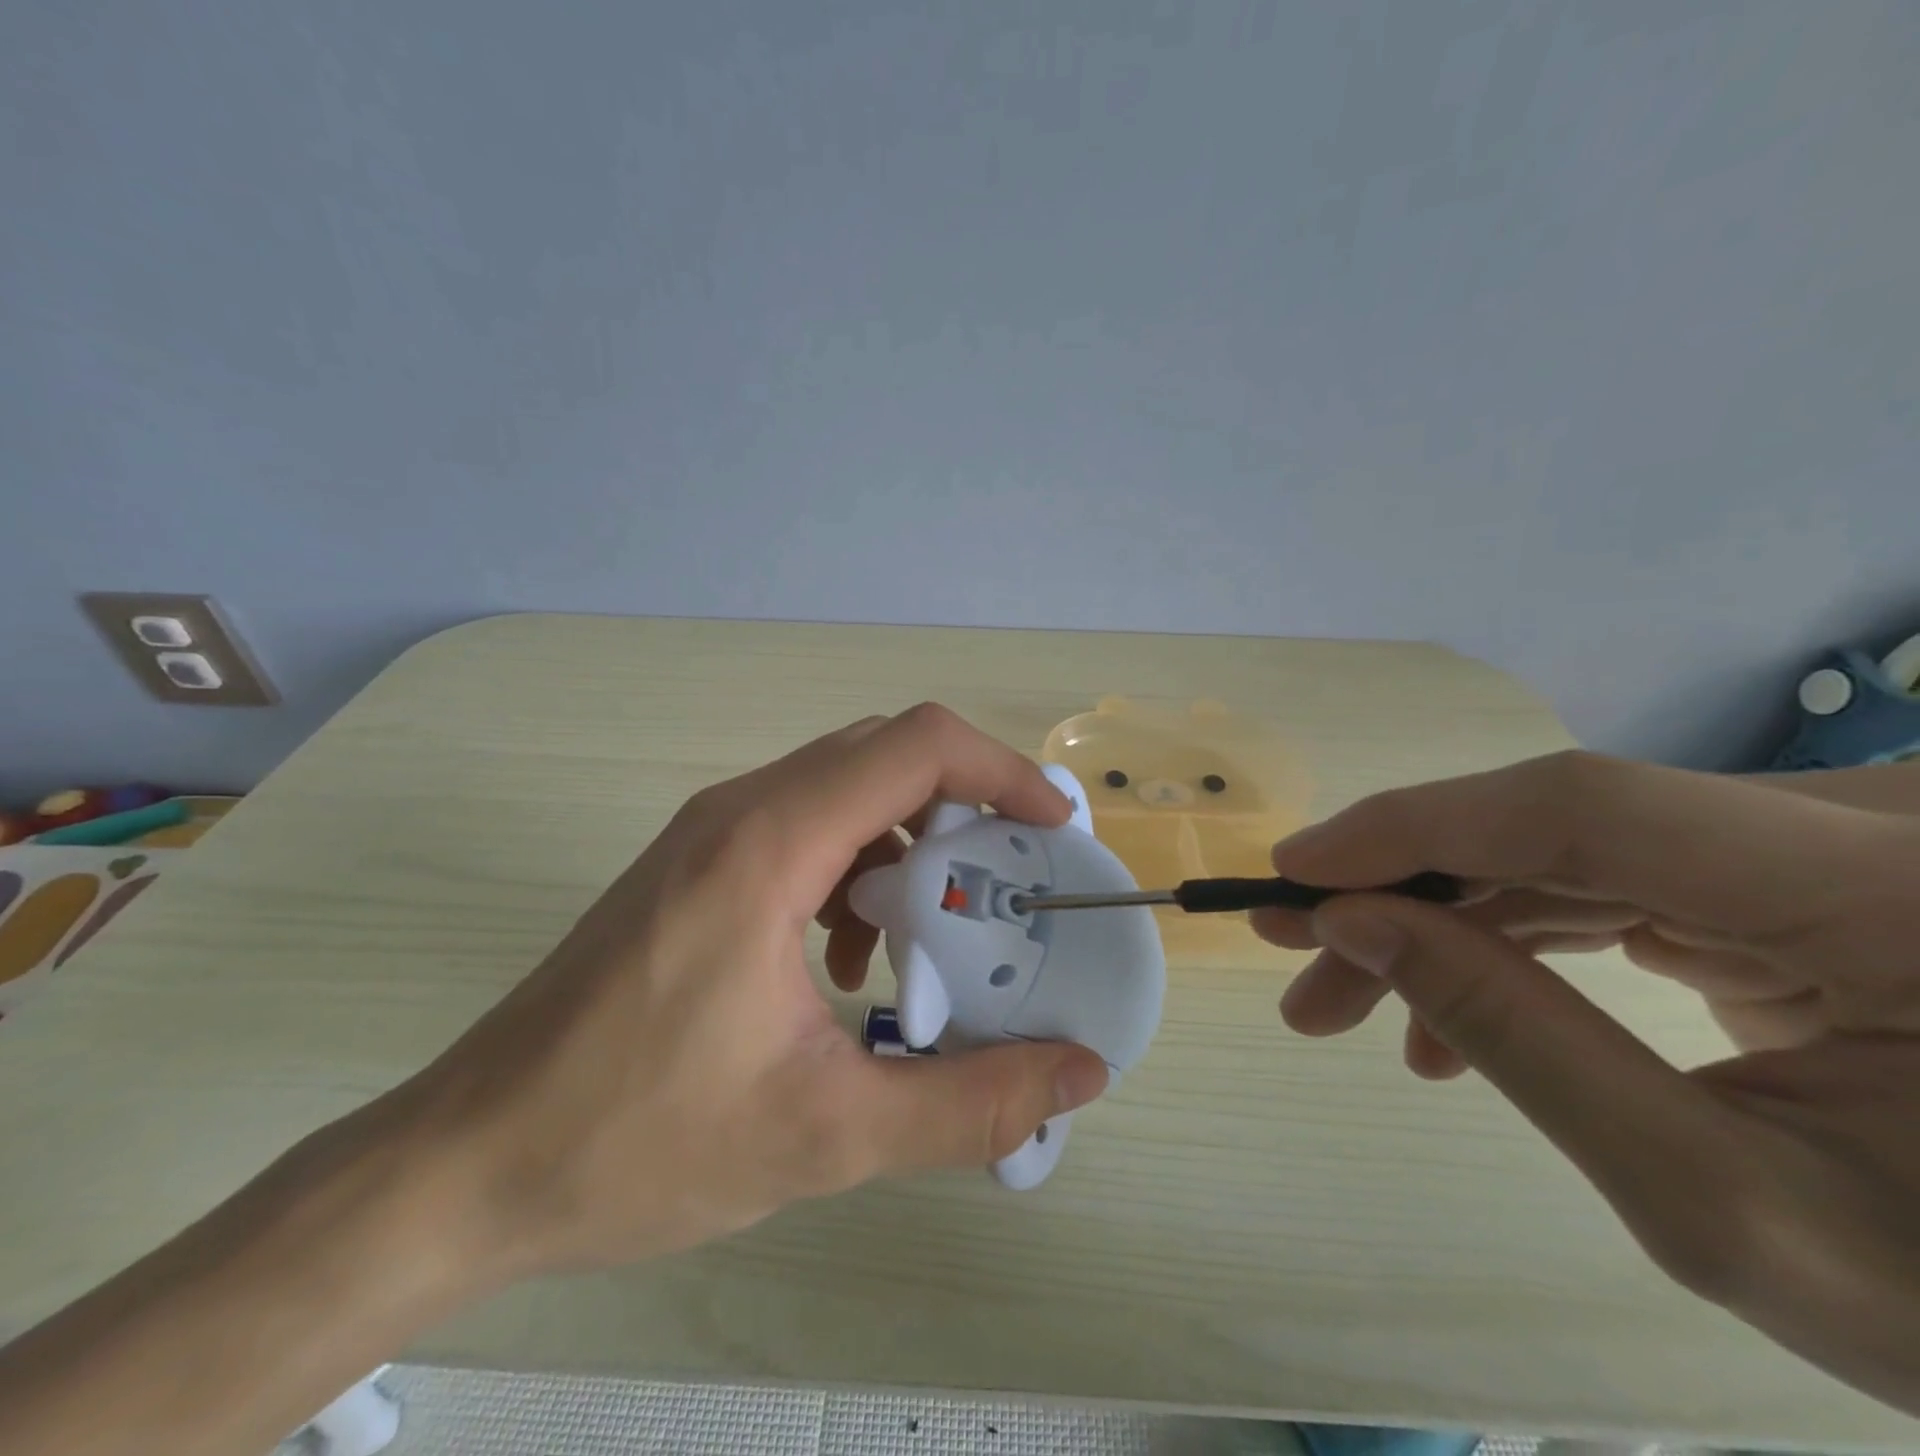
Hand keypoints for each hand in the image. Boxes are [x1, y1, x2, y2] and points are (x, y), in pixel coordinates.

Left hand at [394, 704, 1111, 1279]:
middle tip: (1014, 877)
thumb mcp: (827, 1133)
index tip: (1053, 826)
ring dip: (909, 843)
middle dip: (967, 806)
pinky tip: (851, 958)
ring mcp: (710, 833)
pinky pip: (804, 829)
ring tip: (933, 931)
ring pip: (846, 791)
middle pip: (885, 755)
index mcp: (770, 844)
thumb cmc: (635, 1141)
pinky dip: (857, 869)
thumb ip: (970, 1103)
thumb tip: (1079, 1074)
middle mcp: (741, 811)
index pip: (916, 746)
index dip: (1002, 770)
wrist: (465, 1162)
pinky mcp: (695, 865)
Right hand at [1254, 751, 1919, 1416]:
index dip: (1416, 827)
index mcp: (1892, 895)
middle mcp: (1862, 829)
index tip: (1293, 869)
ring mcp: (1826, 844)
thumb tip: (1350, 922)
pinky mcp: (1788, 873)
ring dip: (1441, 920)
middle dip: (1405, 891)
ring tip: (1349, 997)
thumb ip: (1518, 1040)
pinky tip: (1448, 1011)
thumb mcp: (1720, 1203)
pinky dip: (1508, 937)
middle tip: (1296, 952)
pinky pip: (1601, 879)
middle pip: (1554, 828)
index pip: (1583, 808)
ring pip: (1559, 851)